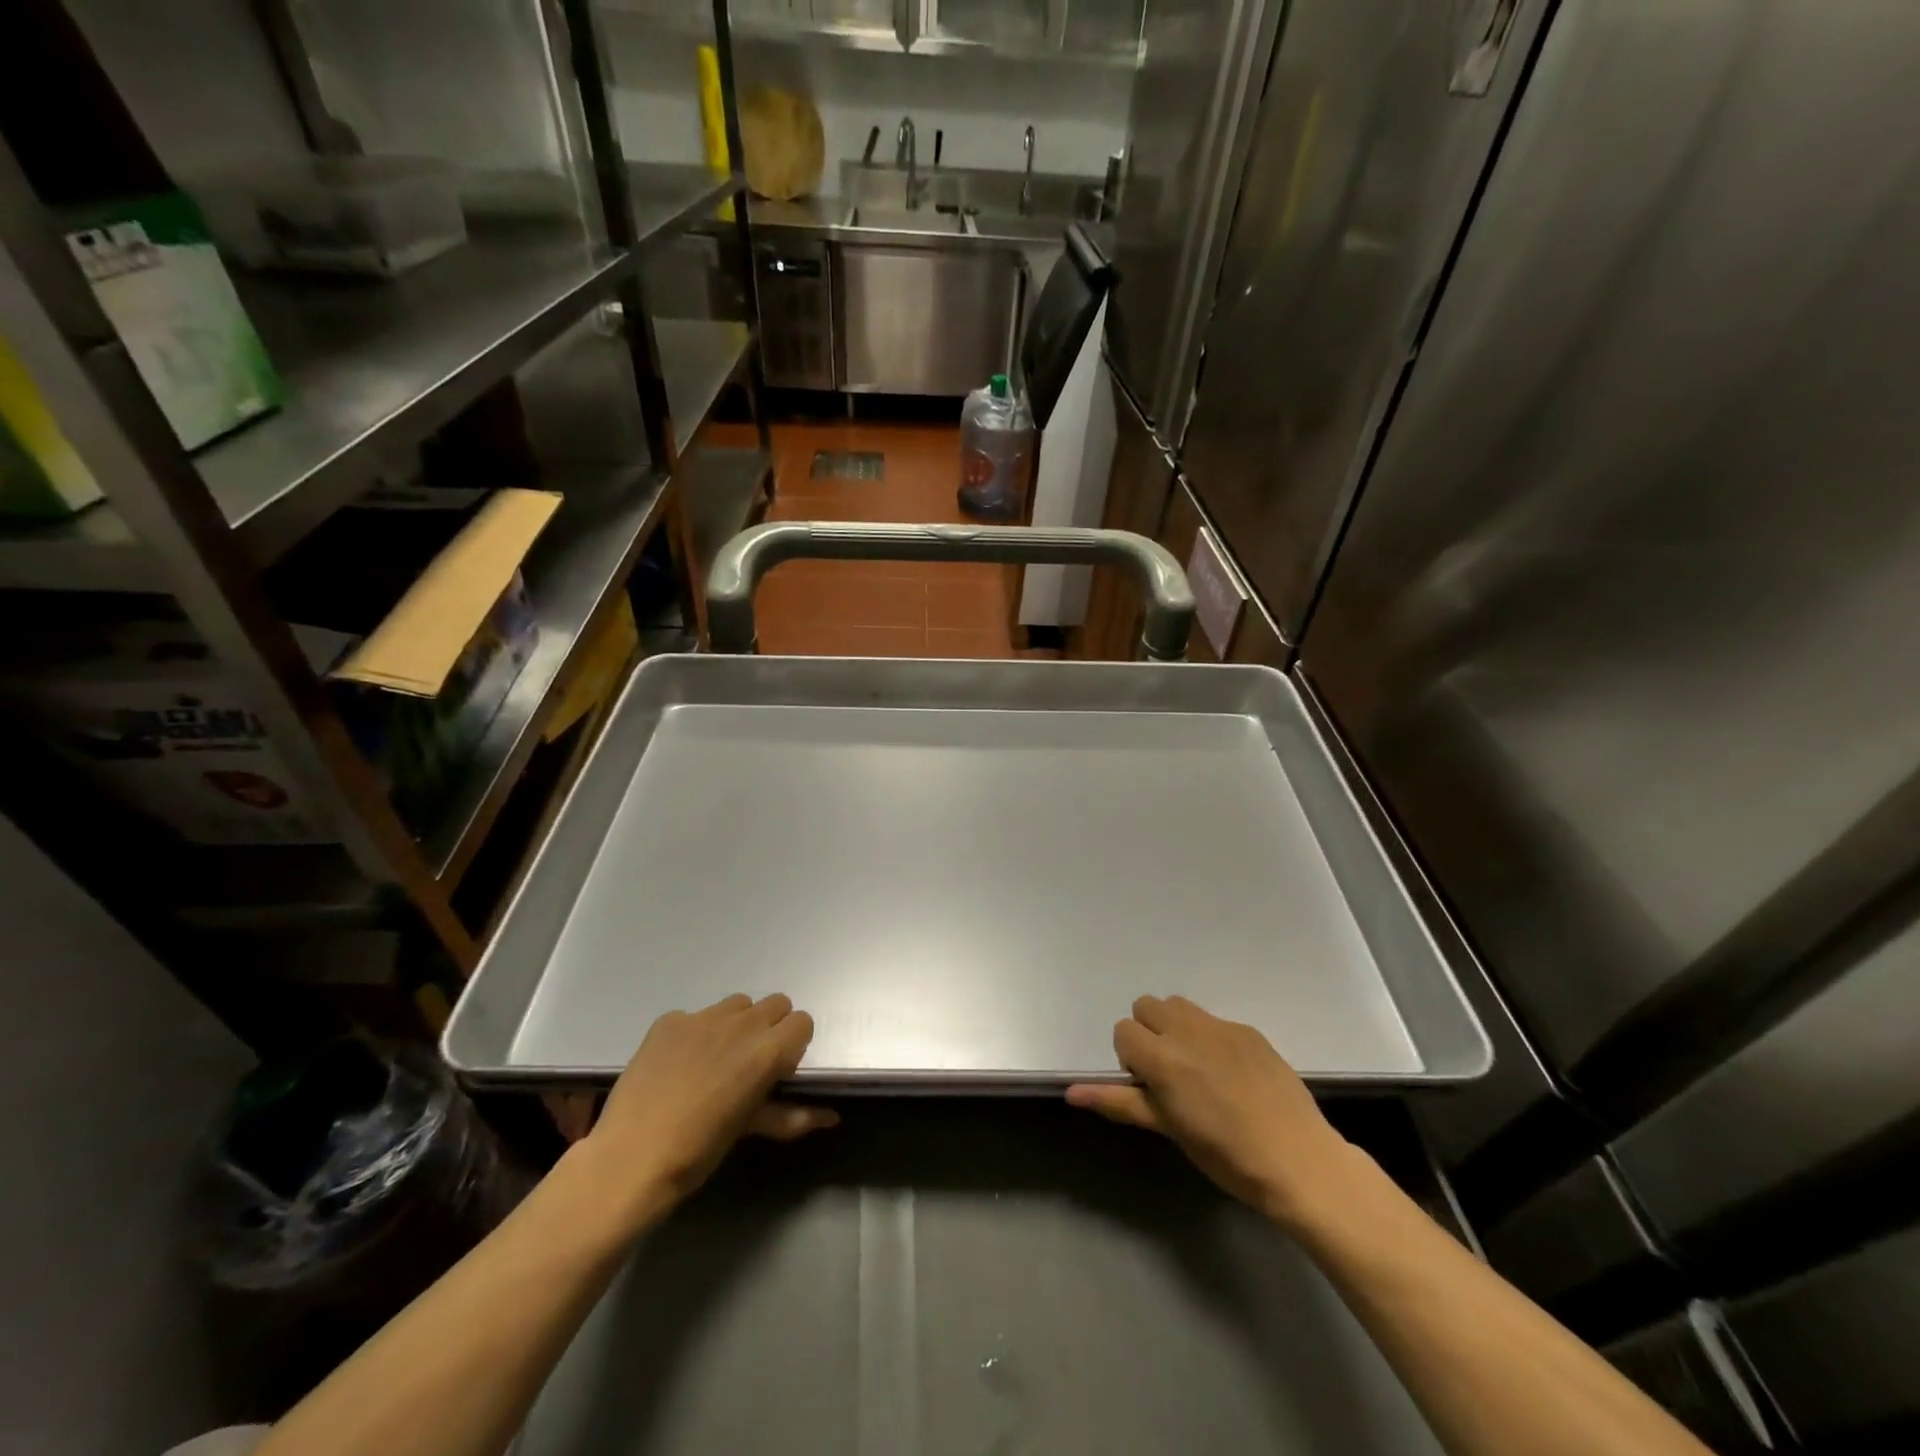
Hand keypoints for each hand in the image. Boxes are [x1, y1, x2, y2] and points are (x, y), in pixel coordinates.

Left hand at [578, 993, 836, 1228]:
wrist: (630, 1157)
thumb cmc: (699, 1150)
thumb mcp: (750, 1130)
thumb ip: (793, 1116)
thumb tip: (833, 1117)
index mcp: (767, 1050)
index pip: (802, 1022)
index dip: (794, 1044)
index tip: (780, 1069)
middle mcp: (741, 1023)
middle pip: (775, 1004)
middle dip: (771, 1028)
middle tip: (752, 1062)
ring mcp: (702, 1017)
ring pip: (737, 1004)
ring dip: (737, 1024)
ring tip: (716, 1059)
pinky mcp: (670, 1020)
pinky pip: (695, 1016)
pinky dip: (696, 1034)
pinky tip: (679, 1064)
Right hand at [1066, 995, 1360, 1228]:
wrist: (1298, 1160)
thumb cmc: (1225, 1155)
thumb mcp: (1168, 1129)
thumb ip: (1119, 1102)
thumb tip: (1070, 1093)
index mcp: (1162, 1058)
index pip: (1123, 1031)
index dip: (1129, 1058)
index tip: (1148, 1086)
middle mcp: (1187, 1031)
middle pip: (1146, 1006)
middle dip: (1148, 1033)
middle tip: (1168, 1073)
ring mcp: (1221, 1027)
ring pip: (1179, 1005)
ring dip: (1175, 1027)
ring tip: (1195, 1066)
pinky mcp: (1249, 1030)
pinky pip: (1214, 1020)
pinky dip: (1209, 1037)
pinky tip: (1231, 1074)